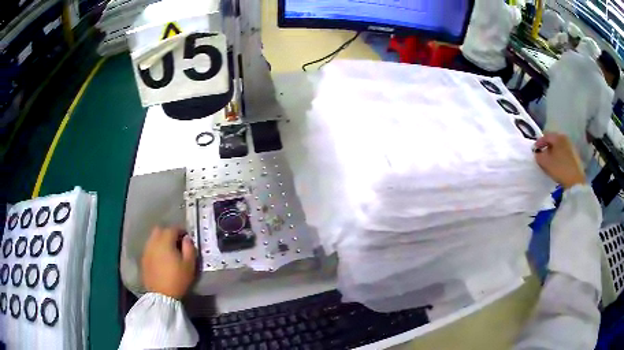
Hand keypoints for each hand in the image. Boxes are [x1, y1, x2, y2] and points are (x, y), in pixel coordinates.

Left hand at [142, 227, 196, 298]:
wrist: (161, 295)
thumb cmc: (177, 279)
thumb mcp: (189, 265)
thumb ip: (189, 248)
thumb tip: (187, 238)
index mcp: (165, 241)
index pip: (173, 229)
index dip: (181, 231)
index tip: (187, 238)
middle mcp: (153, 242)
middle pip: (160, 230)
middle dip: (168, 233)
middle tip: (176, 242)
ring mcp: (146, 250)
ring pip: (153, 238)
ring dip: (161, 241)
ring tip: (168, 251)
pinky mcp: (143, 259)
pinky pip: (150, 248)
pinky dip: (156, 249)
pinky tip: (161, 259)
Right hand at [534, 133, 585, 188]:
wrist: (575, 181)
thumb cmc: (559, 168)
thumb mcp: (545, 162)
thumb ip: (539, 156)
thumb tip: (538, 154)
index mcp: (558, 137)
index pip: (546, 136)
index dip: (539, 142)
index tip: (534, 150)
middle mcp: (565, 138)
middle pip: (553, 141)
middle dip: (547, 147)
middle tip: (542, 155)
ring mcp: (571, 147)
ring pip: (559, 147)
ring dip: (554, 152)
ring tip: (550, 161)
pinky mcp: (575, 156)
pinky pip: (564, 153)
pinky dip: (560, 156)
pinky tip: (558, 164)